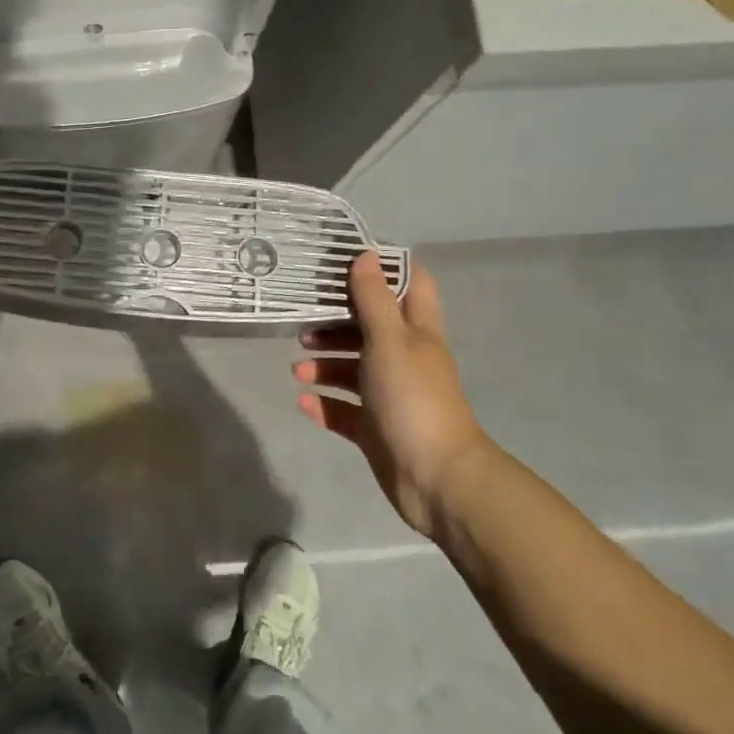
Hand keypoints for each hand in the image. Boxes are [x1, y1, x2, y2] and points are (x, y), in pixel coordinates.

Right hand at [295, 256, 495, 540]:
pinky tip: (303, 402)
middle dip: (336, 323)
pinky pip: (344, 411)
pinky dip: (324, 404)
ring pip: (353, 370)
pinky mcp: (375, 429)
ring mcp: (390, 396)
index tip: (345, 262)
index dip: (382, 270)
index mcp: (416, 333)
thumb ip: (374, 300)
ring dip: (325, 366)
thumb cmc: (413, 398)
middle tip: (303, 322)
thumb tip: (366, 255)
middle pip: (369, 329)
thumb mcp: (390, 341)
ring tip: (297, 369)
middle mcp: (404, 359)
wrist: (436, 478)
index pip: (409, 286)